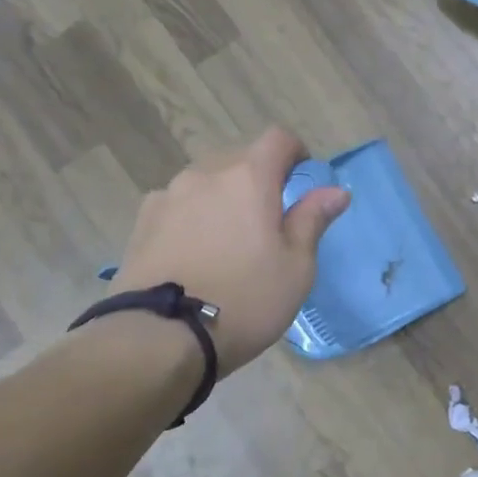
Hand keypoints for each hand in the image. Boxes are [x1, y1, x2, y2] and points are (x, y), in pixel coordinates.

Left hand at [110, 128, 349, 375]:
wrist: (160, 337)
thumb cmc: (245, 300)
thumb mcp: (296, 267)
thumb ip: (313, 220)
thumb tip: (335, 191)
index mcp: (249, 178)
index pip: (278, 139)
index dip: (296, 153)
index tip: (302, 180)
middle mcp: (206, 174)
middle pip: (240, 159)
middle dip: (259, 179)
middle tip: (270, 221)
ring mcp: (168, 196)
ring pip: (207, 182)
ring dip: (224, 198)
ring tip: (229, 241)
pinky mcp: (142, 222)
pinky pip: (178, 205)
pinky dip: (193, 217)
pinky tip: (195, 253)